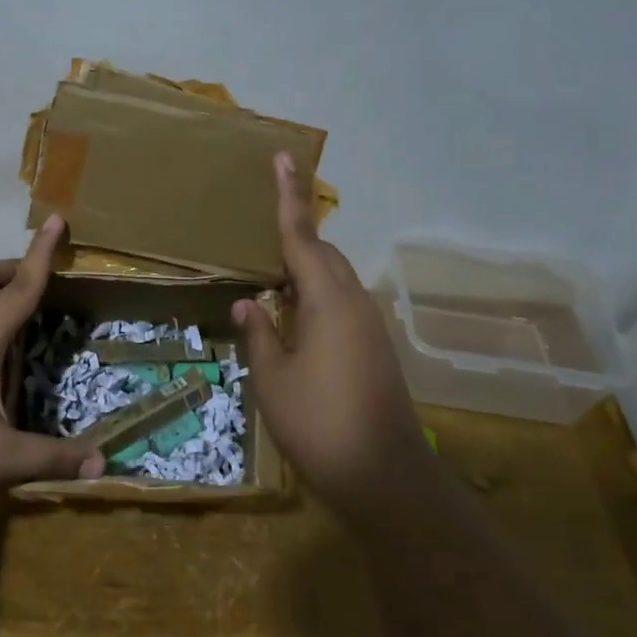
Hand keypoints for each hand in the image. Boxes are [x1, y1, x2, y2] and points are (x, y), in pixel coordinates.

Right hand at [233, 154, 435, 520]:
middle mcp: (354, 304)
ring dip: (302, 273)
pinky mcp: (373, 350)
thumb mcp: (273, 379)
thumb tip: (251, 304)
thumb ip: (260, 335)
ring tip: (268, 282)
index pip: (302, 236)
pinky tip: (291, 323)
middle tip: (258, 237)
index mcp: (328, 301)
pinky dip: (313, 300)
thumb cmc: (320, 423)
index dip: (288, 196)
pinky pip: (339, 306)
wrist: (385, 478)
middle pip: (322, 255)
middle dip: (294, 238)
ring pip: (332, 282)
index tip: (283, 158)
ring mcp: (368, 328)